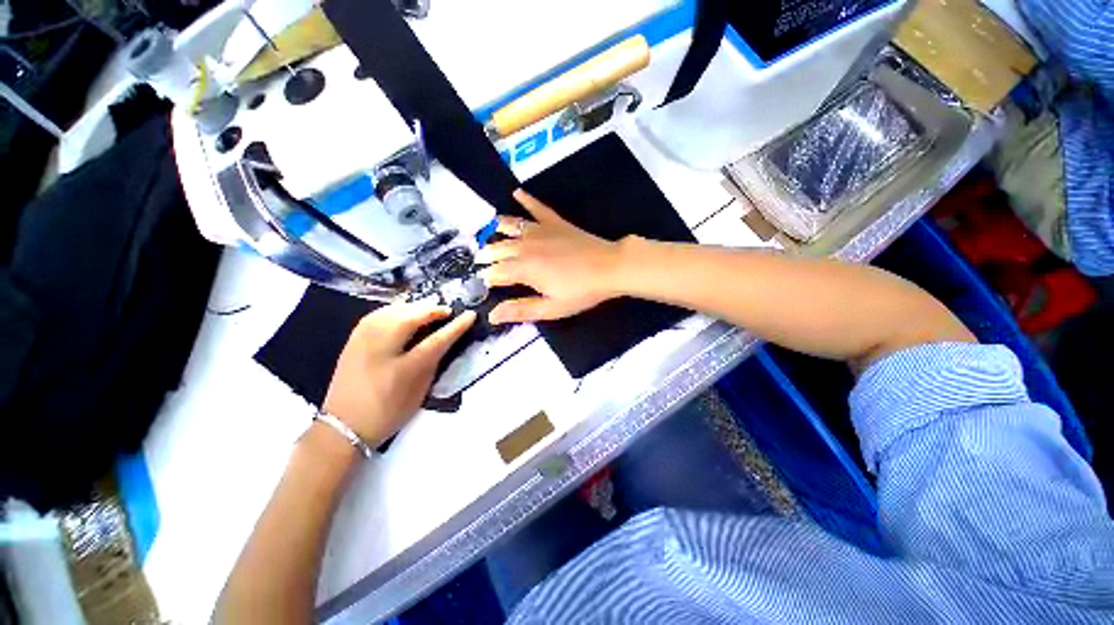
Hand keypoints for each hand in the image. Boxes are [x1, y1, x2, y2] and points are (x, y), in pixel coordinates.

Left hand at [322, 302, 475, 445]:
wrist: (343, 425)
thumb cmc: (389, 411)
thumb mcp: (419, 390)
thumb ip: (432, 362)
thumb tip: (442, 341)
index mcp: (405, 366)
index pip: (438, 338)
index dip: (456, 325)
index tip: (471, 314)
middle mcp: (383, 346)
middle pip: (413, 316)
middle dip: (433, 310)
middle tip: (447, 311)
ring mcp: (364, 339)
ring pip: (394, 310)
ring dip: (415, 307)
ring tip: (429, 309)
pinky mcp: (353, 337)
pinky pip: (379, 313)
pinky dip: (396, 309)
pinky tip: (403, 311)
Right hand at [476, 189, 624, 323]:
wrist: (609, 267)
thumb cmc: (581, 291)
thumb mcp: (551, 308)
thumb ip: (521, 310)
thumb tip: (492, 315)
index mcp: (523, 269)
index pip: (496, 272)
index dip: (488, 278)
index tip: (485, 283)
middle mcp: (525, 246)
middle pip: (499, 248)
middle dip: (488, 254)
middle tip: (481, 259)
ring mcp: (540, 231)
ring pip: (511, 226)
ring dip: (498, 230)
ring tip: (491, 231)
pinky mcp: (554, 222)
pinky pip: (536, 208)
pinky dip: (526, 200)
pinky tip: (516, 192)